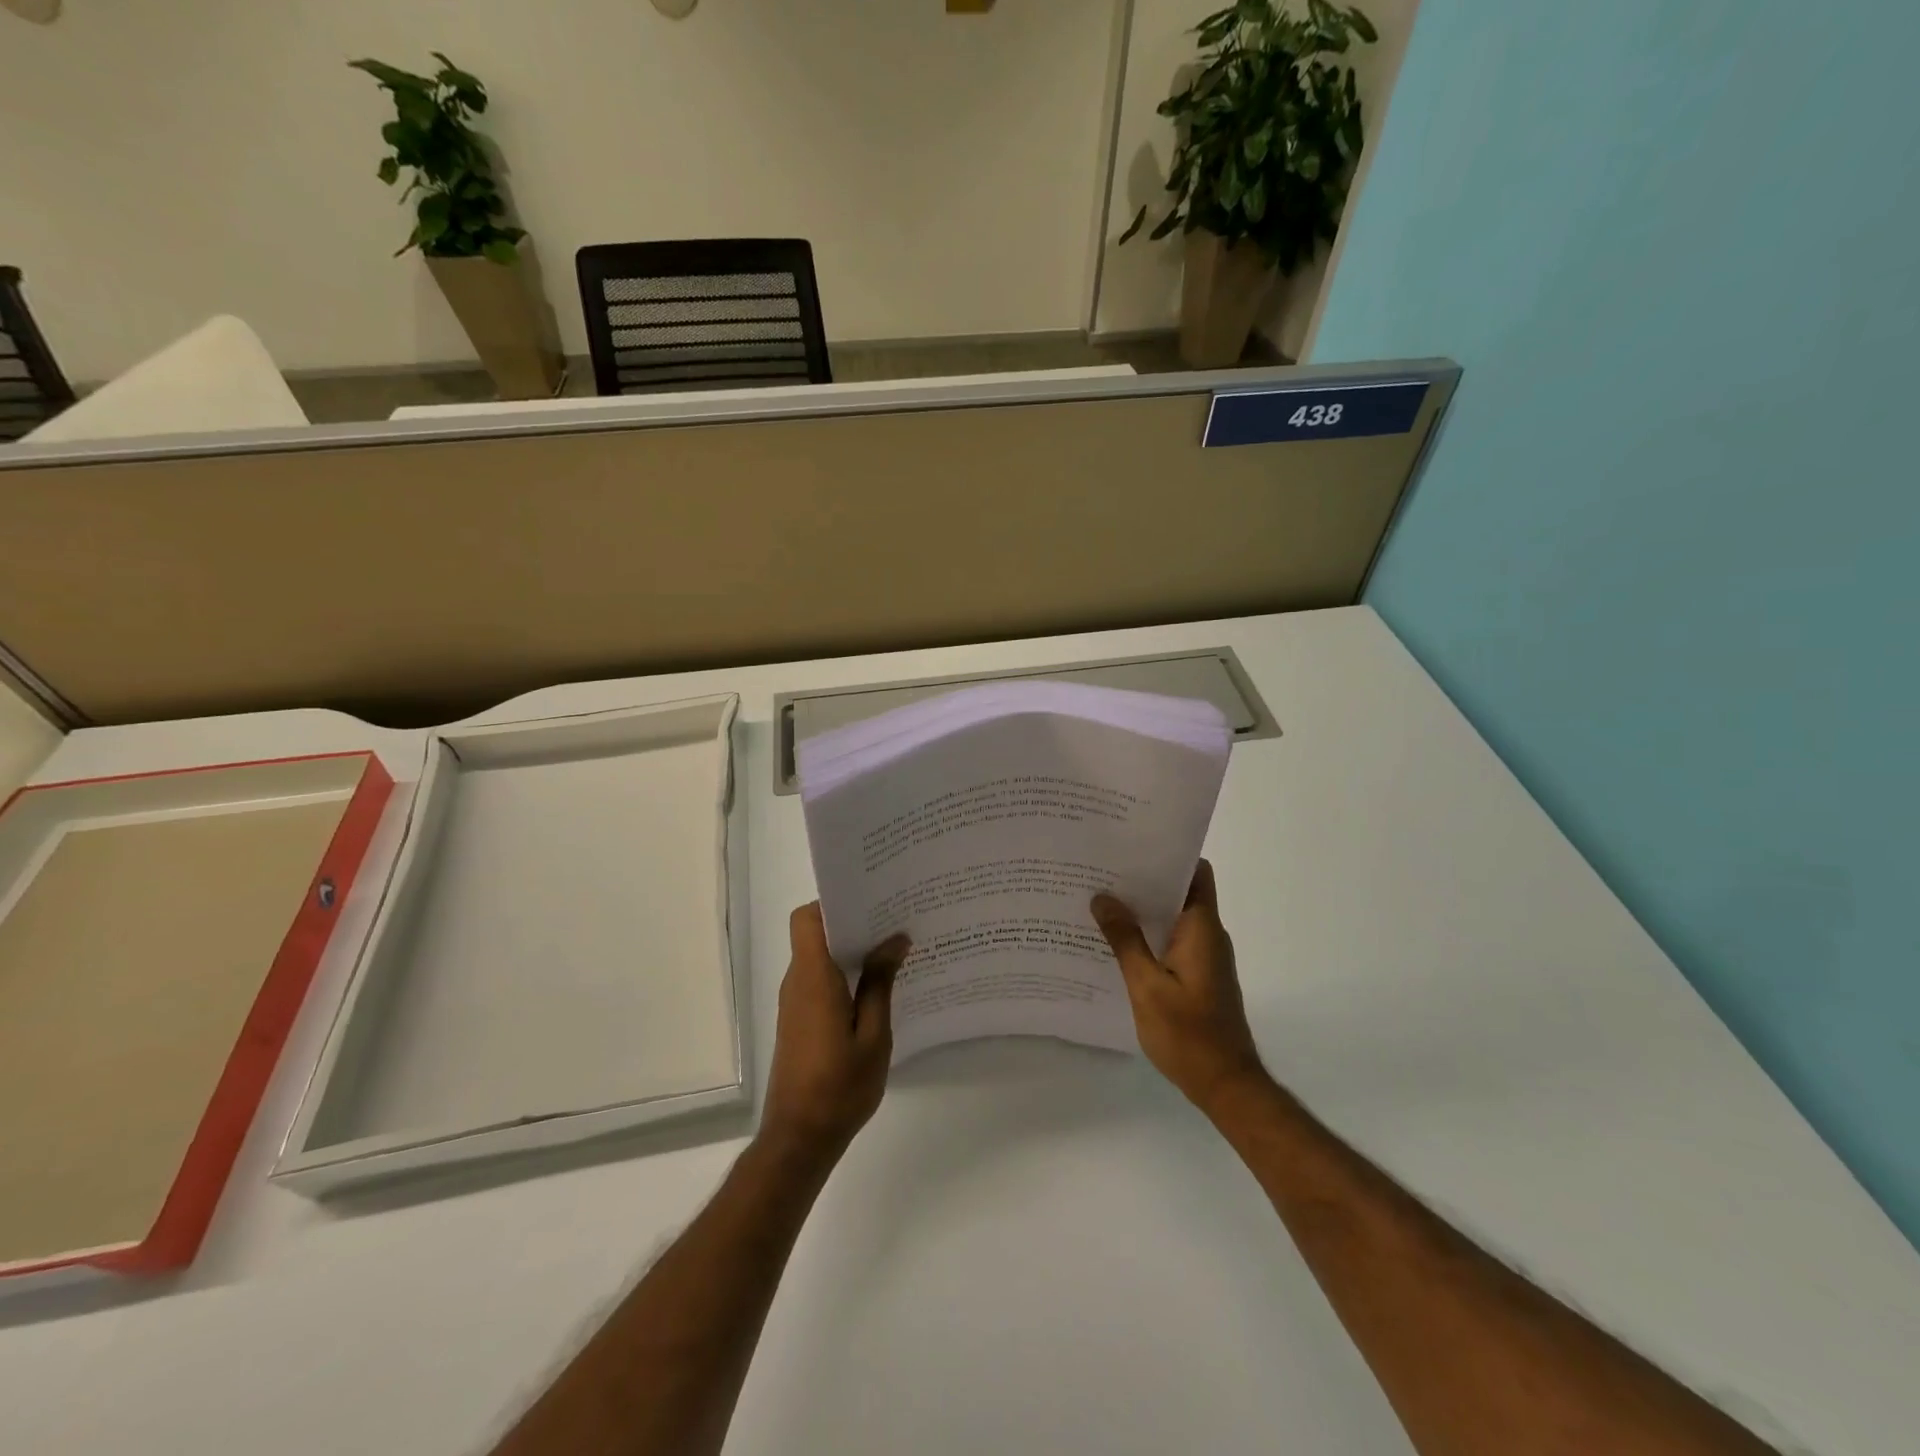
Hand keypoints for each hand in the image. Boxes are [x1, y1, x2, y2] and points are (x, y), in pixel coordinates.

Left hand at [760, 903, 909, 1162]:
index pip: (807, 918)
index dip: (833, 902)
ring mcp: (795, 1002)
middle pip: (816, 933)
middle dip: (853, 921)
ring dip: (851, 949)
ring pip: (820, 956)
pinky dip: (845, 973)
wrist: (799, 1138)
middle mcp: (798, 982)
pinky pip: (820, 980)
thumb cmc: (839, 1086)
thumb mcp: (873, 1035)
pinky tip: (878, 986)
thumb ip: (881, 984)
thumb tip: (895, 939)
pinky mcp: (799, 1020)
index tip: (871, 900)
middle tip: (895, 919)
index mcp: (813, 977)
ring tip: (894, 948)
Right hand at [1092, 860, 1268, 1114]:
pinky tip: (1116, 942)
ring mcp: (1205, 957)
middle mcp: (1207, 935)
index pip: (1195, 872)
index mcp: (1201, 928)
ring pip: (1173, 917)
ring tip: (1101, 901)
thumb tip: (1103, 898)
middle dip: (1144, 880)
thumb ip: (1125, 940)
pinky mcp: (1199, 975)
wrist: (1225, 1085)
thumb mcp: (1146, 986)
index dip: (1168, 855)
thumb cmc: (1188, 1034)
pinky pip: (1172, 940)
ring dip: (1143, 909)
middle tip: (1102, 871)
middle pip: (1180, 891)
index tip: (1131, 846)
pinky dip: (1148, 934)